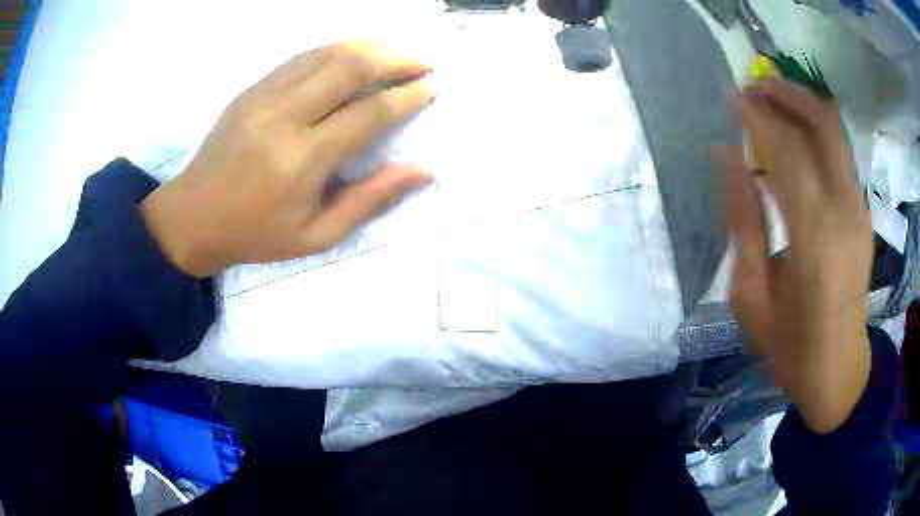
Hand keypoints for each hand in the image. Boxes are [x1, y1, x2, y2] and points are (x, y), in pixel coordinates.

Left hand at [140, 41, 435, 277]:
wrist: (192, 216)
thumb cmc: (255, 234)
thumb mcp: (316, 236)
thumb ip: (369, 200)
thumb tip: (423, 170)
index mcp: (302, 159)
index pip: (369, 113)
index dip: (408, 95)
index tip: (434, 86)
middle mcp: (285, 116)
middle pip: (350, 67)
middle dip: (397, 58)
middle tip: (425, 61)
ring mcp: (265, 95)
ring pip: (328, 53)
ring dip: (370, 46)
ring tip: (399, 51)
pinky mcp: (253, 88)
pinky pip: (303, 56)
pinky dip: (337, 48)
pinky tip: (355, 52)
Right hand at [719, 79, 872, 433]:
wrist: (838, 369)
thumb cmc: (790, 345)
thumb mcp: (751, 294)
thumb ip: (742, 219)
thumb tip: (726, 156)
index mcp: (814, 241)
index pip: (786, 151)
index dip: (756, 116)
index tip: (728, 97)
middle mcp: (845, 213)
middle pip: (822, 123)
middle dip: (785, 93)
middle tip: (752, 86)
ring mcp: (860, 210)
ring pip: (834, 131)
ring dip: (801, 105)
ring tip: (768, 101)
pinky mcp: (863, 212)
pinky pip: (839, 153)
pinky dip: (814, 131)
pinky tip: (793, 136)